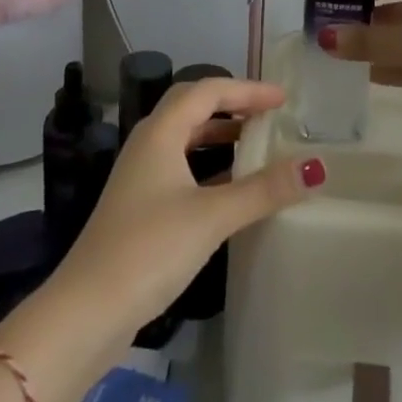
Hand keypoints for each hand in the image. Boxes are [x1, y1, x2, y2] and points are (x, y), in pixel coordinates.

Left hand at [53, 78, 323, 342]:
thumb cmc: (149, 249)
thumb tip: (314, 167)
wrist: (87, 311)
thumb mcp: (211, 217)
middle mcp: (148, 143)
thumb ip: (262, 190)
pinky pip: (182, 167)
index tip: (283, 99)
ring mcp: (141, 176)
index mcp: (160, 131)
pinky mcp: (140, 206)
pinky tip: (230, 189)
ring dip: (220, 135)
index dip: (247, 90)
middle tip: (268, 114)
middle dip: (232, 105)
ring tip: (256, 144)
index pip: (208, 90)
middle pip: (193, 107)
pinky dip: (209, 166)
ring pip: (186, 138)